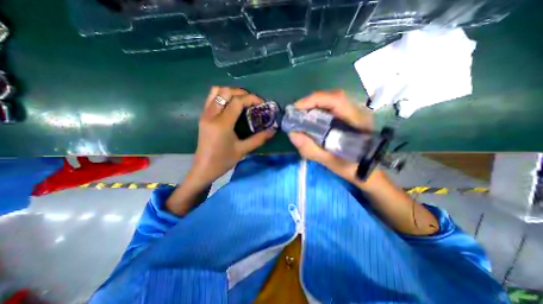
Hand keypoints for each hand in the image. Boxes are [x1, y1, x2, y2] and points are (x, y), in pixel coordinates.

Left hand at [189, 86, 277, 188]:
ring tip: (242, 101)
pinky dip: (222, 95)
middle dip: (242, 93)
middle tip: (253, 102)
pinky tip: (230, 104)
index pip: (237, 101)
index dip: (251, 98)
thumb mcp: (243, 150)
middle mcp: (211, 115)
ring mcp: (205, 114)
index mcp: (222, 124)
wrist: (204, 168)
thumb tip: (273, 130)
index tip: (261, 103)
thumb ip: (259, 139)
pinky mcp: (203, 116)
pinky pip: (211, 97)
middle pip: (226, 92)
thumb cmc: (223, 160)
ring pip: (216, 91)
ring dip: (231, 92)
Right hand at [289, 89, 372, 184]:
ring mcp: (355, 112)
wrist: (368, 169)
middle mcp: (358, 111)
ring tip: (301, 115)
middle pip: (332, 97)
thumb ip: (311, 149)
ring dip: (314, 105)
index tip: (296, 109)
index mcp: (357, 121)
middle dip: (311, 102)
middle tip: (296, 113)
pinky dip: (319, 110)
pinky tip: (312, 118)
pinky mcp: (350, 116)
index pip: (336, 100)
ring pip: (332, 100)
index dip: (314, 100)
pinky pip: (332, 107)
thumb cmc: (351, 167)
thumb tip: (292, 134)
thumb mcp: (330, 161)